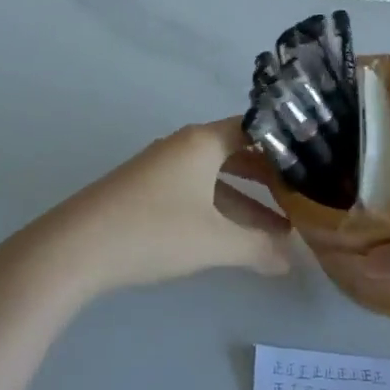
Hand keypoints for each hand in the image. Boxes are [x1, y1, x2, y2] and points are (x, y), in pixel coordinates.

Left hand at [21, 120, 292, 296]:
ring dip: (246, 202)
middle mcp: (184, 146)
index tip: (314, 164)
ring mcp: (162, 168)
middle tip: (304, 199)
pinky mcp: (147, 192)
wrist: (75, 248)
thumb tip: (292, 259)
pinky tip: (236, 239)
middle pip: (237, 154)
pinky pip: (196, 192)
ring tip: (280, 231)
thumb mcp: (214, 242)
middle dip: (270, 180)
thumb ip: (258, 247)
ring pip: (217, 179)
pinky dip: (220, 210)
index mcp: (202, 142)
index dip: (285, 146)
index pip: (255, 129)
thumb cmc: (153, 231)